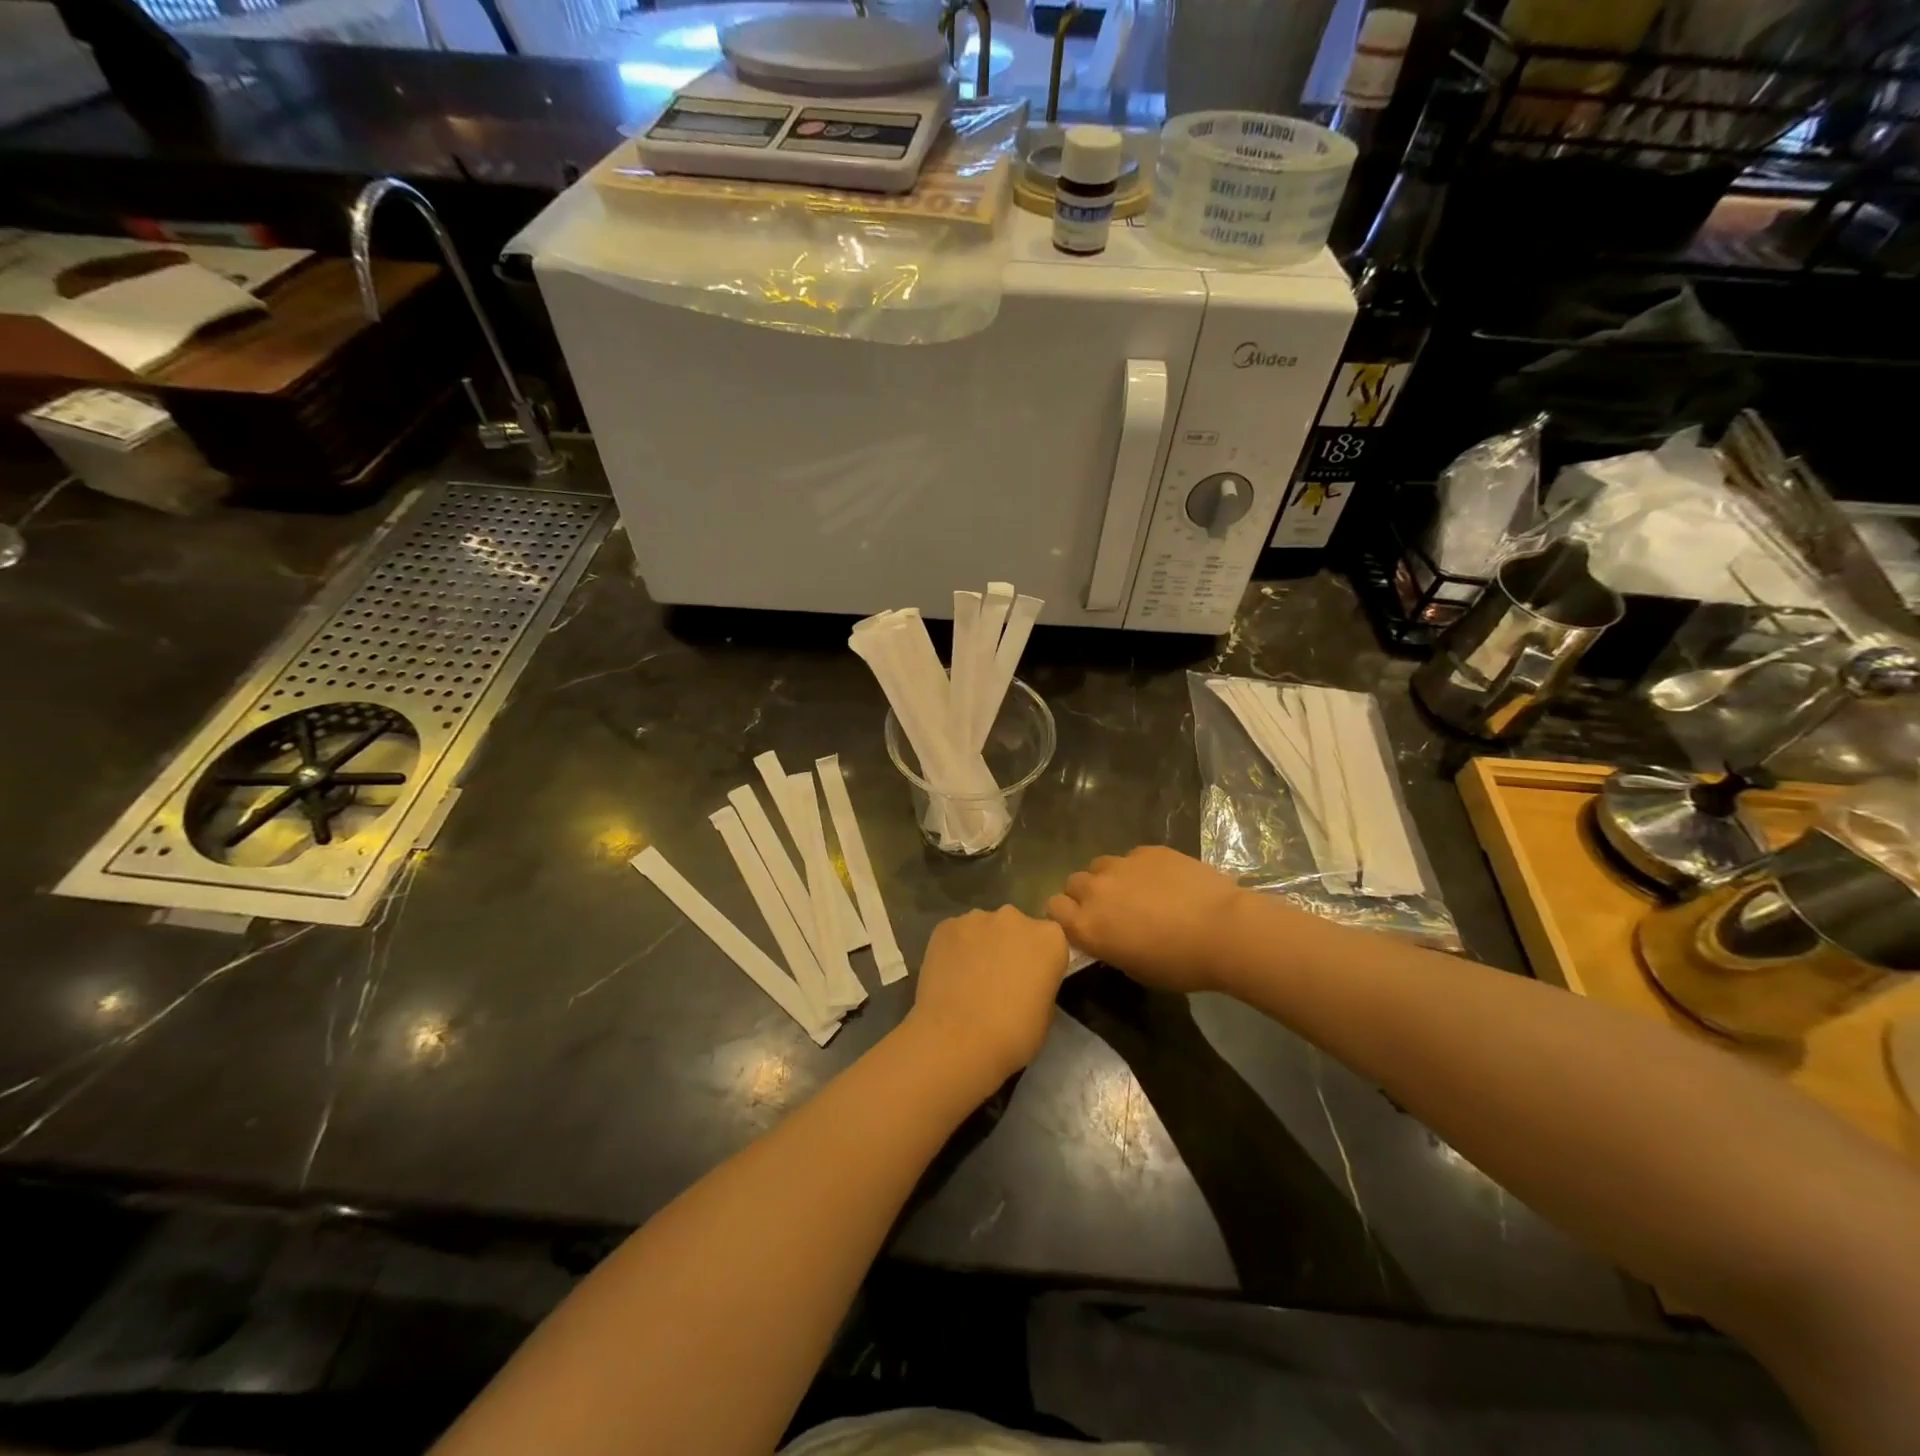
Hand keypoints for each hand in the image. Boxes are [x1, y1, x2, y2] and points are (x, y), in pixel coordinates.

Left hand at [905, 907, 1068, 1090]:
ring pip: (984, 928)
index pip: (1050, 941)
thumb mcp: (1046, 1014)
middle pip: (1017, 928)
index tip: (1031, 981)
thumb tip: (1026, 981)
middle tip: (999, 979)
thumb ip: (1041, 984)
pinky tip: (948, 975)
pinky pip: (956, 934)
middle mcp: (1015, 918)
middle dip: (1010, 946)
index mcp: (1049, 938)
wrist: (956, 1039)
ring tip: (969, 979)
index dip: (1040, 961)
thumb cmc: (1012, 1034)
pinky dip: (955, 949)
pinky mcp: (946, 925)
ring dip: (982, 946)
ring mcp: (977, 918)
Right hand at [1046, 846, 1244, 994]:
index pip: (1053, 908)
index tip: (1081, 925)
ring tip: (1134, 892)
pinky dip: (1138, 869)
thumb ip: (1109, 947)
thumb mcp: (1135, 969)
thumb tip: (1108, 937)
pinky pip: (1131, 857)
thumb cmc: (1179, 964)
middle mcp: (1095, 890)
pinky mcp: (1147, 850)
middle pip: (1072, 883)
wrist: (1223, 930)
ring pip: (1099, 866)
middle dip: (1084, 895)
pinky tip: (1162, 882)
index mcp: (1087, 925)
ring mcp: (1121, 865)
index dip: (1064, 916)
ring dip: (1108, 878)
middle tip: (1110, 910)